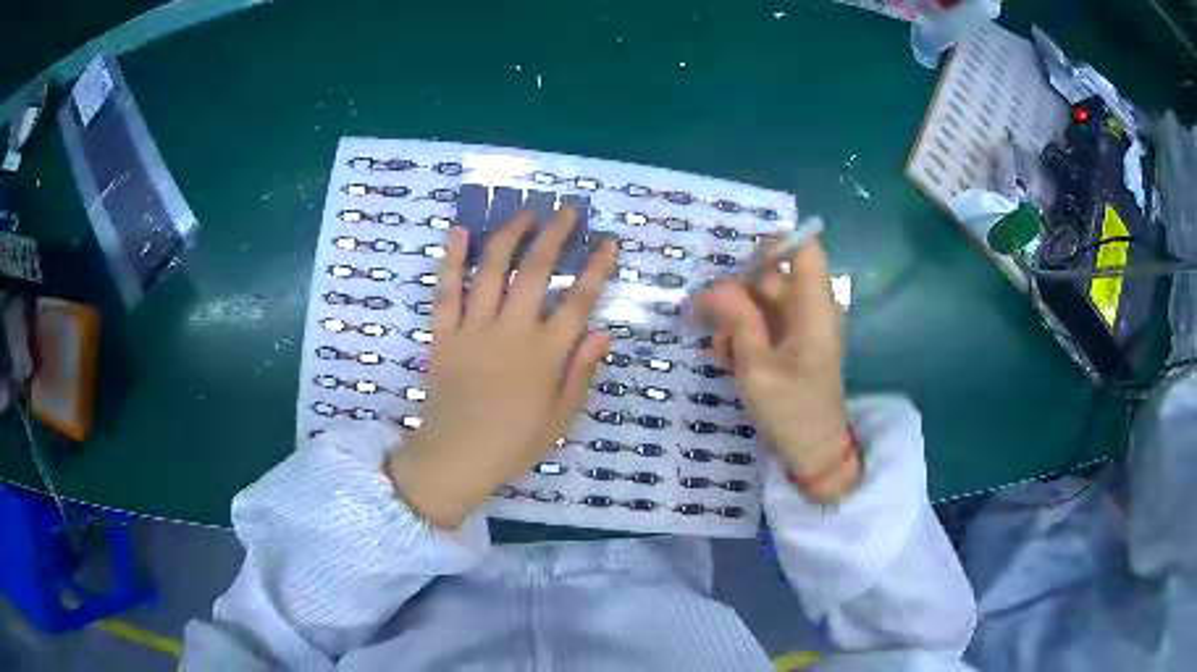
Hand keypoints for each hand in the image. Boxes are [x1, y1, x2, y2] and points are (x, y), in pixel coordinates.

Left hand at [386, 208, 617, 528]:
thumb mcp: (560, 417)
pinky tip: (461, 231)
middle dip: (555, 234)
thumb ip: (580, 372)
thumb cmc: (513, 442)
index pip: (580, 300)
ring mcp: (474, 327)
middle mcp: (512, 330)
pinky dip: (452, 258)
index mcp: (545, 353)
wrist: (455, 456)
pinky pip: (446, 289)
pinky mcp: (443, 332)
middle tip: (567, 210)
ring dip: (510, 235)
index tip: (608, 240)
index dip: (598, 267)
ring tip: (525, 212)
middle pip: (537, 270)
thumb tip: (603, 333)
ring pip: (493, 269)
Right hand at [695, 240, 858, 501]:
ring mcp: (802, 328)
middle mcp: (811, 309)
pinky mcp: (793, 345)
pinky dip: (745, 336)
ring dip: (736, 320)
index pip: (804, 249)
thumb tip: (715, 285)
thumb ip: (738, 320)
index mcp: (814, 307)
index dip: (773, 243)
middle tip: (706, 316)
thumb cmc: (791, 411)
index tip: (736, 262)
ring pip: (762, 302)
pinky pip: (765, 325)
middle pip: (773, 276)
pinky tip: (728, 359)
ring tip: (720, 350)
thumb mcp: (757, 366)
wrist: (813, 452)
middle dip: (738, 292)